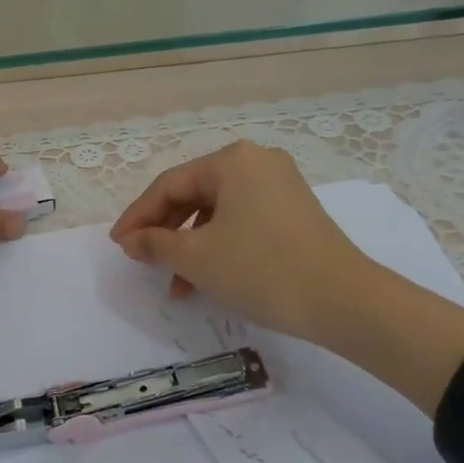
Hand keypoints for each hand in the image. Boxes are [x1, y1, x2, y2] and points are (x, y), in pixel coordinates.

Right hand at [110, 141, 463, 413]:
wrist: (345, 301)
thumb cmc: (261, 269)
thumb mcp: (197, 257)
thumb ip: (155, 244)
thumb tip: (131, 240)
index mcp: (231, 161)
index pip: (169, 185)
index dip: (137, 216)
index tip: (118, 244)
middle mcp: (257, 162)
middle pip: (193, 195)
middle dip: (164, 232)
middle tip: (142, 260)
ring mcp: (280, 186)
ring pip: (216, 213)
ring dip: (189, 246)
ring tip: (174, 284)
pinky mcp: (294, 213)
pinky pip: (241, 222)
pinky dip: (218, 247)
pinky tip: (205, 280)